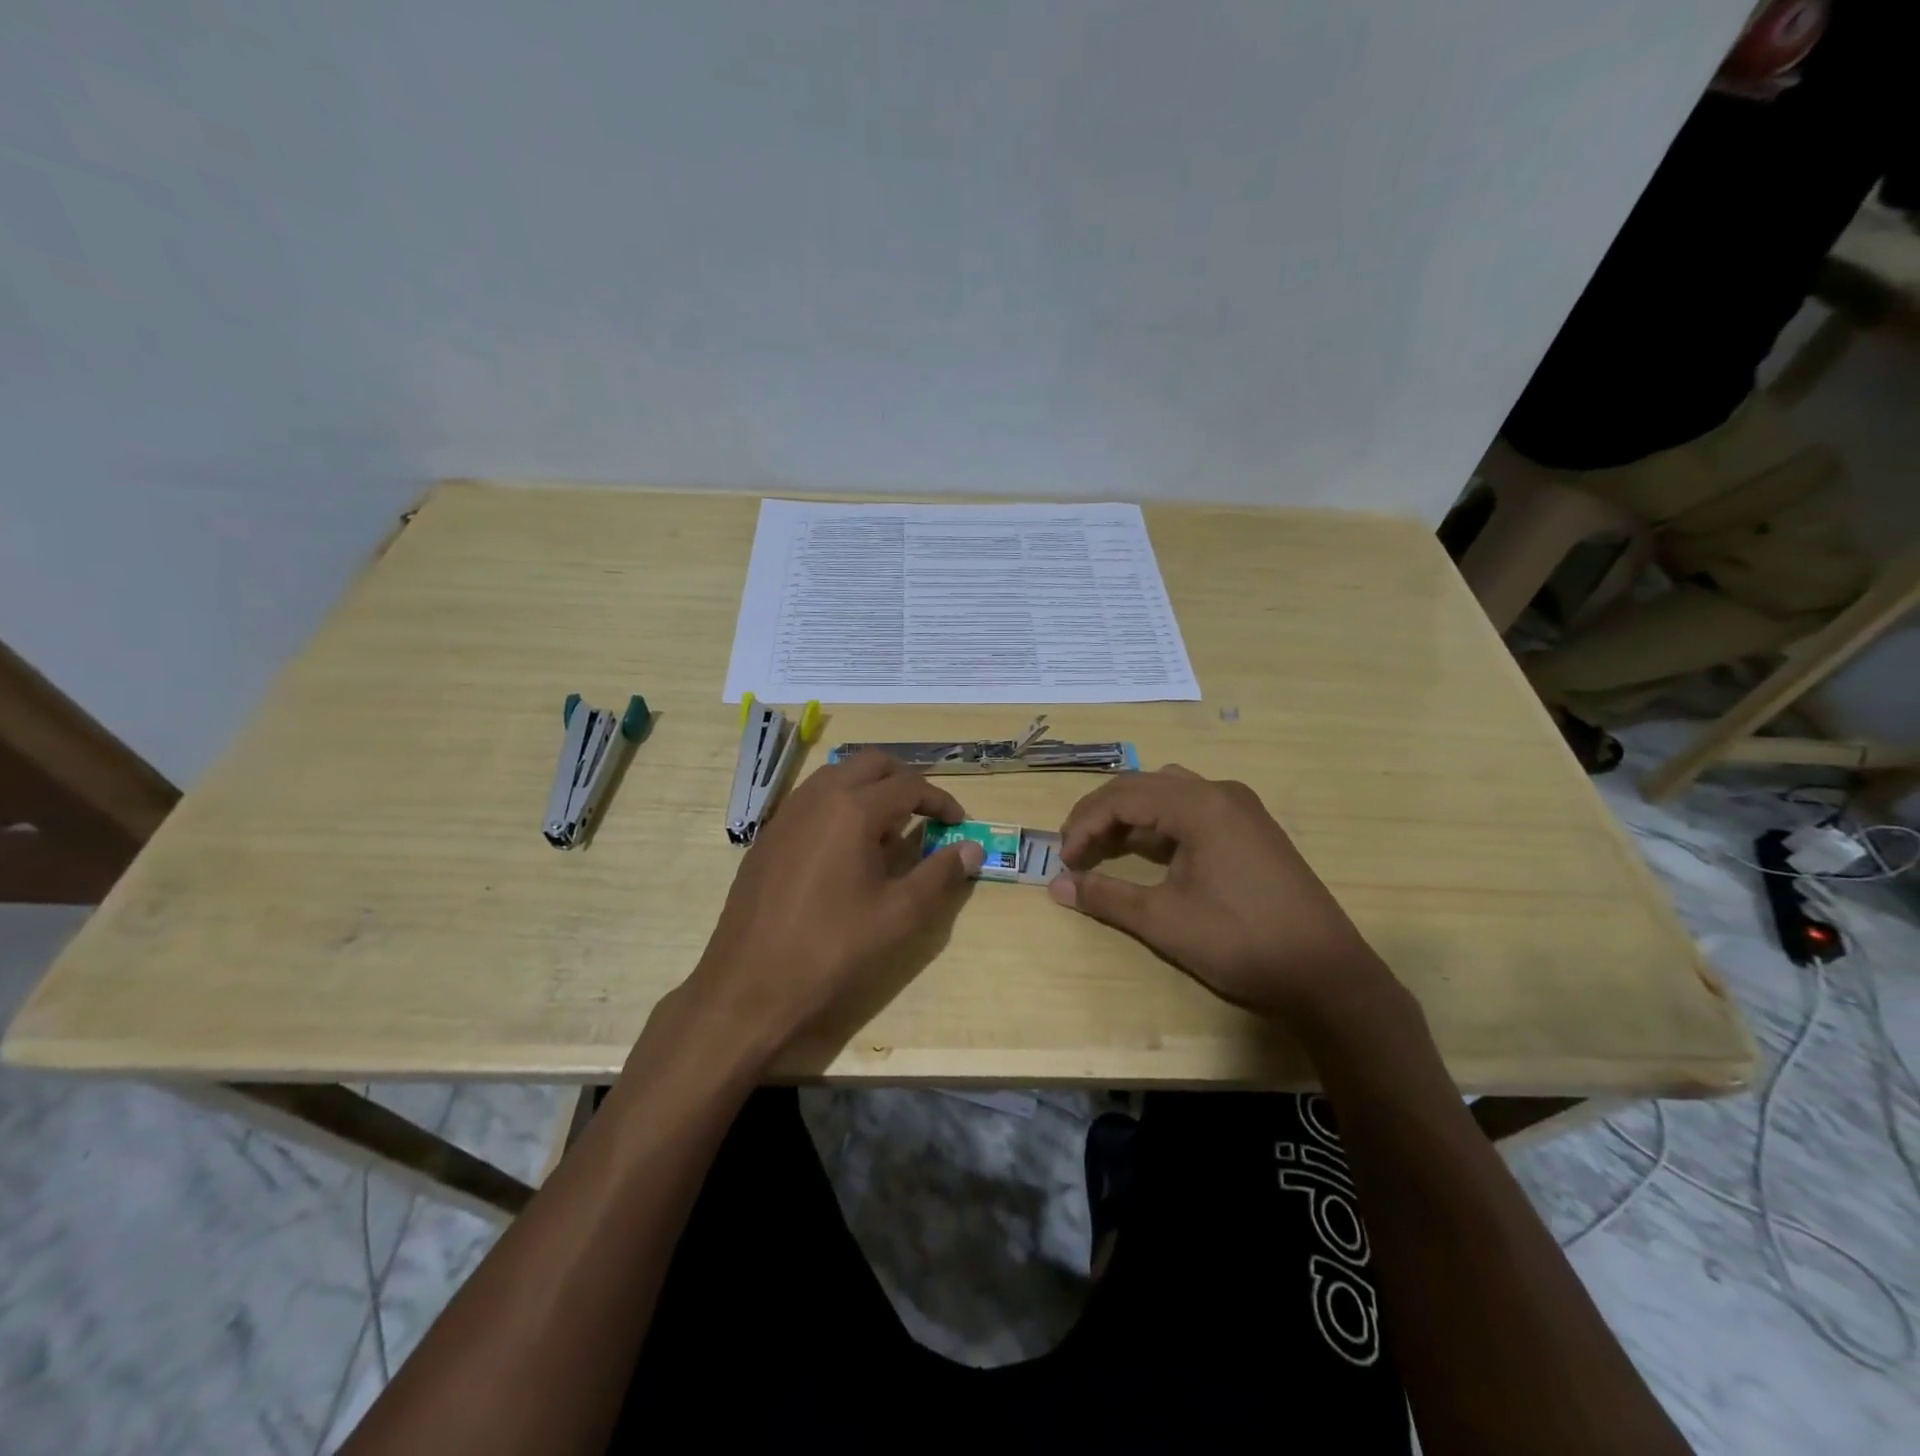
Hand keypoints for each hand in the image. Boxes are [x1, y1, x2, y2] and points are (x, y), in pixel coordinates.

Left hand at [679, 751, 982, 1061]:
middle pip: (870, 763)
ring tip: (888, 830)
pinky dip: (839, 805)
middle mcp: (818, 797)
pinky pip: (812, 800)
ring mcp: (787, 814)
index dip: (940, 800)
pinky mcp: (768, 836)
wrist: (749, 986)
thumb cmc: (832, 949)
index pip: (909, 784)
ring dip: (869, 788)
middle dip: (904, 780)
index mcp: (853, 809)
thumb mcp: (899, 915)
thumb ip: (939, 874)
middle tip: (925, 812)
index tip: (958, 822)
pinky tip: (845, 849)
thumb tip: (973, 849)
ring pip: (837, 776)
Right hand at [1049, 765, 1387, 1019]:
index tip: (1064, 859)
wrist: (1326, 975)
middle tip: (1074, 849)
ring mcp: (1241, 808)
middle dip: (1101, 814)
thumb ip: (1106, 897)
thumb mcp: (1164, 921)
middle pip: (1143, 785)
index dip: (1084, 824)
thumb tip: (1056, 886)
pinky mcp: (1252, 828)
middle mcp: (1220, 792)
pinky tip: (1150, 853)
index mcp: (1199, 805)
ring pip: (1168, 791)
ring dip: (1130, 813)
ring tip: (1105, 846)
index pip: (1122, 796)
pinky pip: (1192, 808)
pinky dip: (1160, 823)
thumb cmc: (1241, 942)